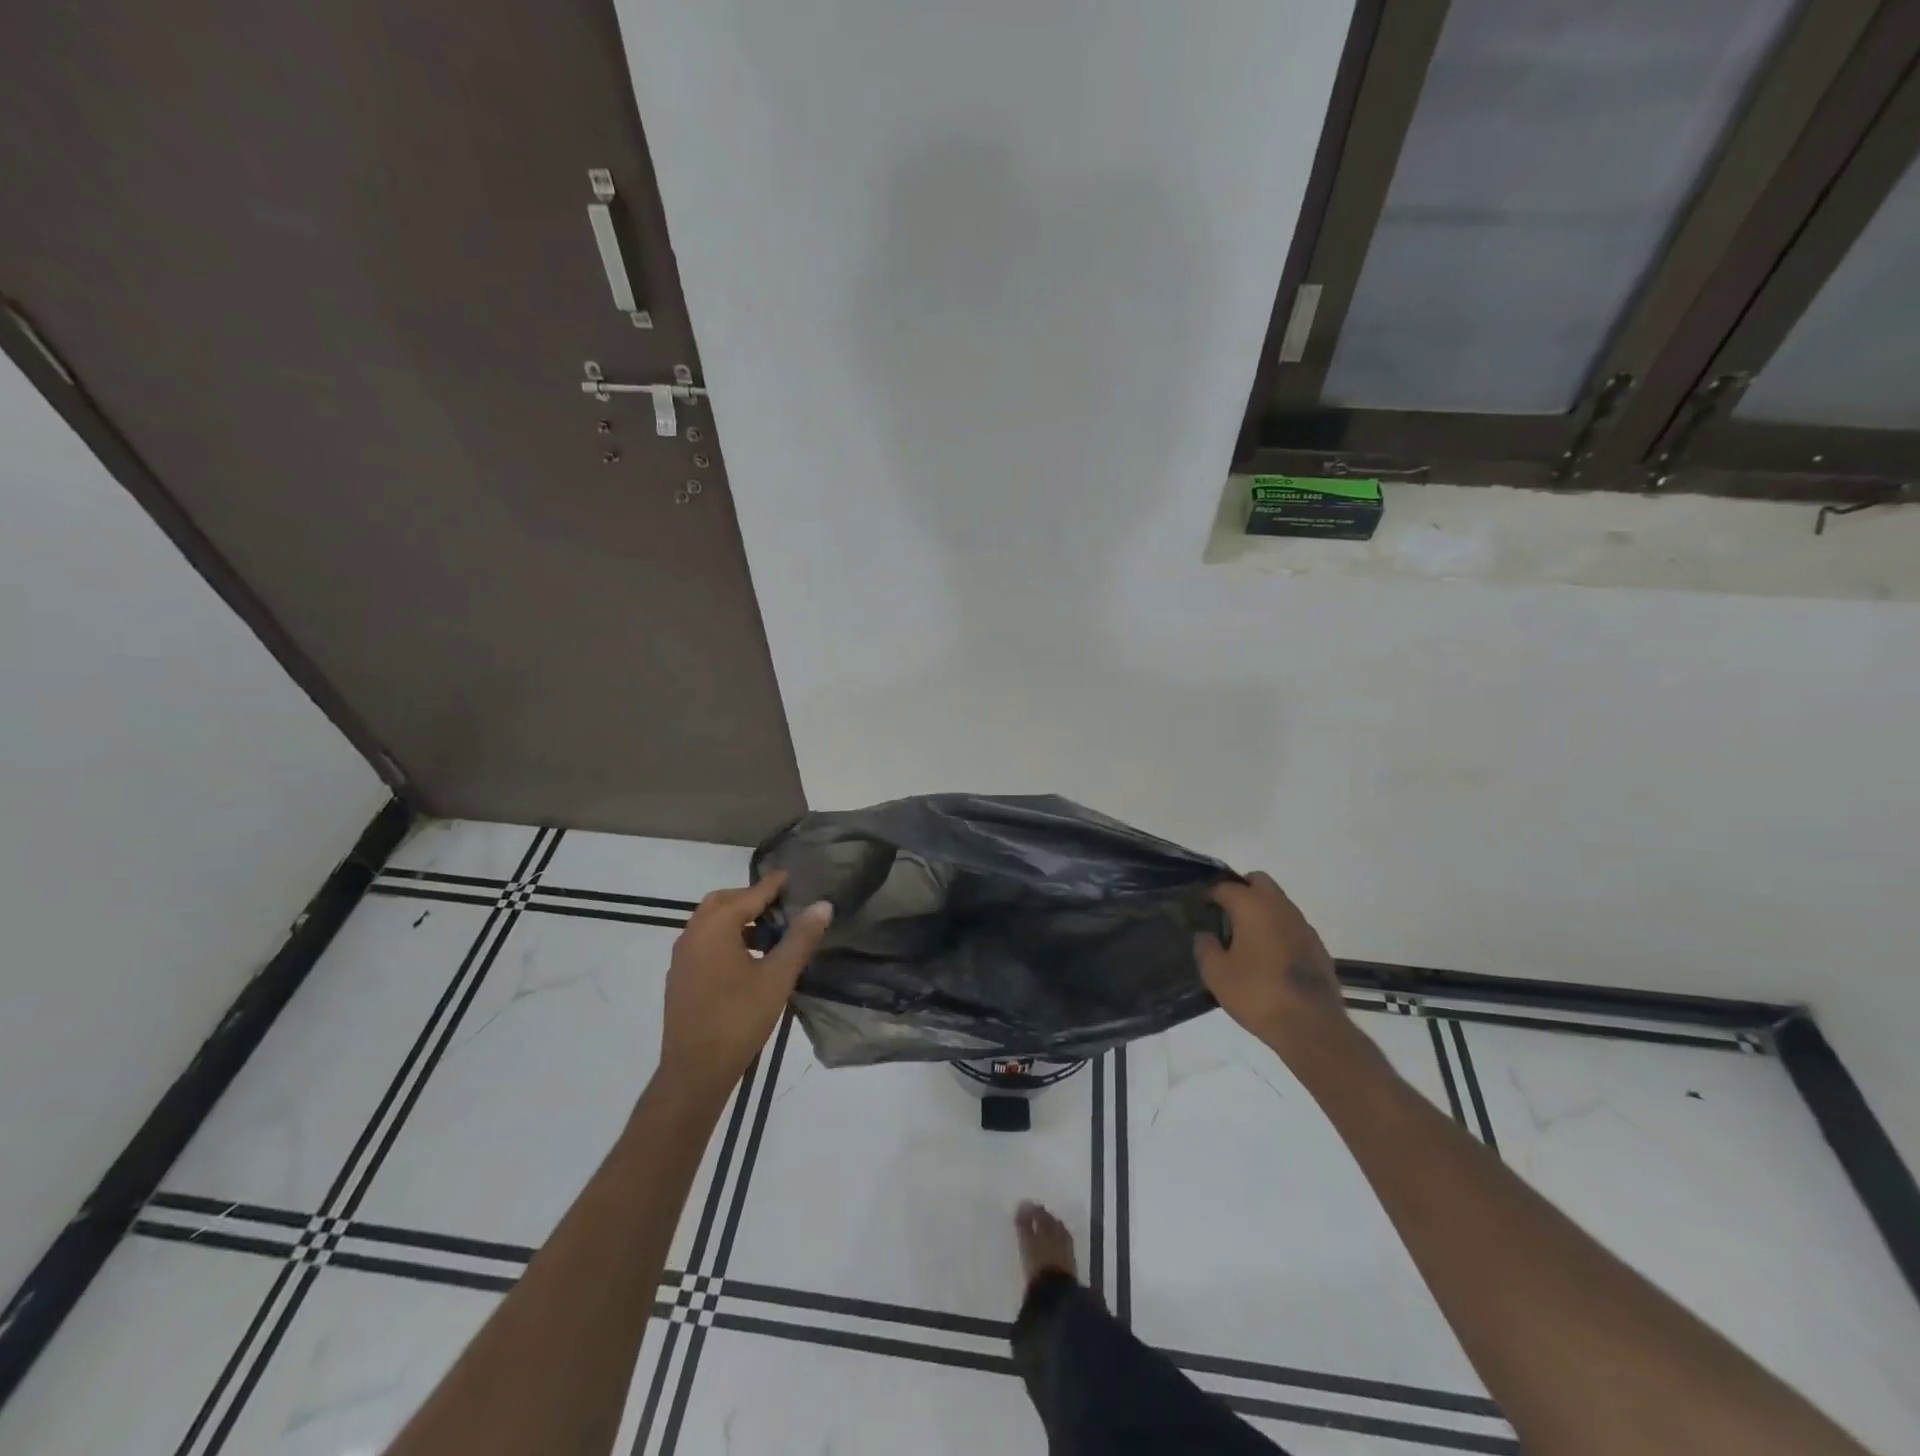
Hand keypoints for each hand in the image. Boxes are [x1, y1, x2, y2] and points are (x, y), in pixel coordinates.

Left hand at [657, 873, 831, 1099]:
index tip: (791, 875)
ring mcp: (682, 958)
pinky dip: (725, 938)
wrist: (695, 1071)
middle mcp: (693, 935)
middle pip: (722, 902)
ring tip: (768, 934)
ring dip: (736, 919)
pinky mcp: (680, 978)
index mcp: (715, 927)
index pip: (749, 895)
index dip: (772, 885)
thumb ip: (800, 938)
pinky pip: (704, 943)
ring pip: (710, 923)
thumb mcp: (778, 977)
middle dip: (750, 899)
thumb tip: (823, 905)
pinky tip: (747, 960)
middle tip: (779, 905)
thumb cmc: (739, 1018)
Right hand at [1194, 872, 1348, 1062]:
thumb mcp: (1216, 974)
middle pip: (1258, 882)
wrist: (1312, 1026)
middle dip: (1241, 891)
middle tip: (1225, 915)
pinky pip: (1292, 926)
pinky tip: (1269, 958)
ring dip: (1262, 911)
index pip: (1225, 886)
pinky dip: (1278, 931)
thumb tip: (1205, 935)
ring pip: (1278, 903)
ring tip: (1246, 939)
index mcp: (1252, 906)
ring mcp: (1303, 925)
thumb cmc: (1257, 994)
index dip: (1209, 895)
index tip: (1199, 909)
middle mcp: (1280, 907)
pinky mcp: (1318, 946)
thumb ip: (1205, 948)